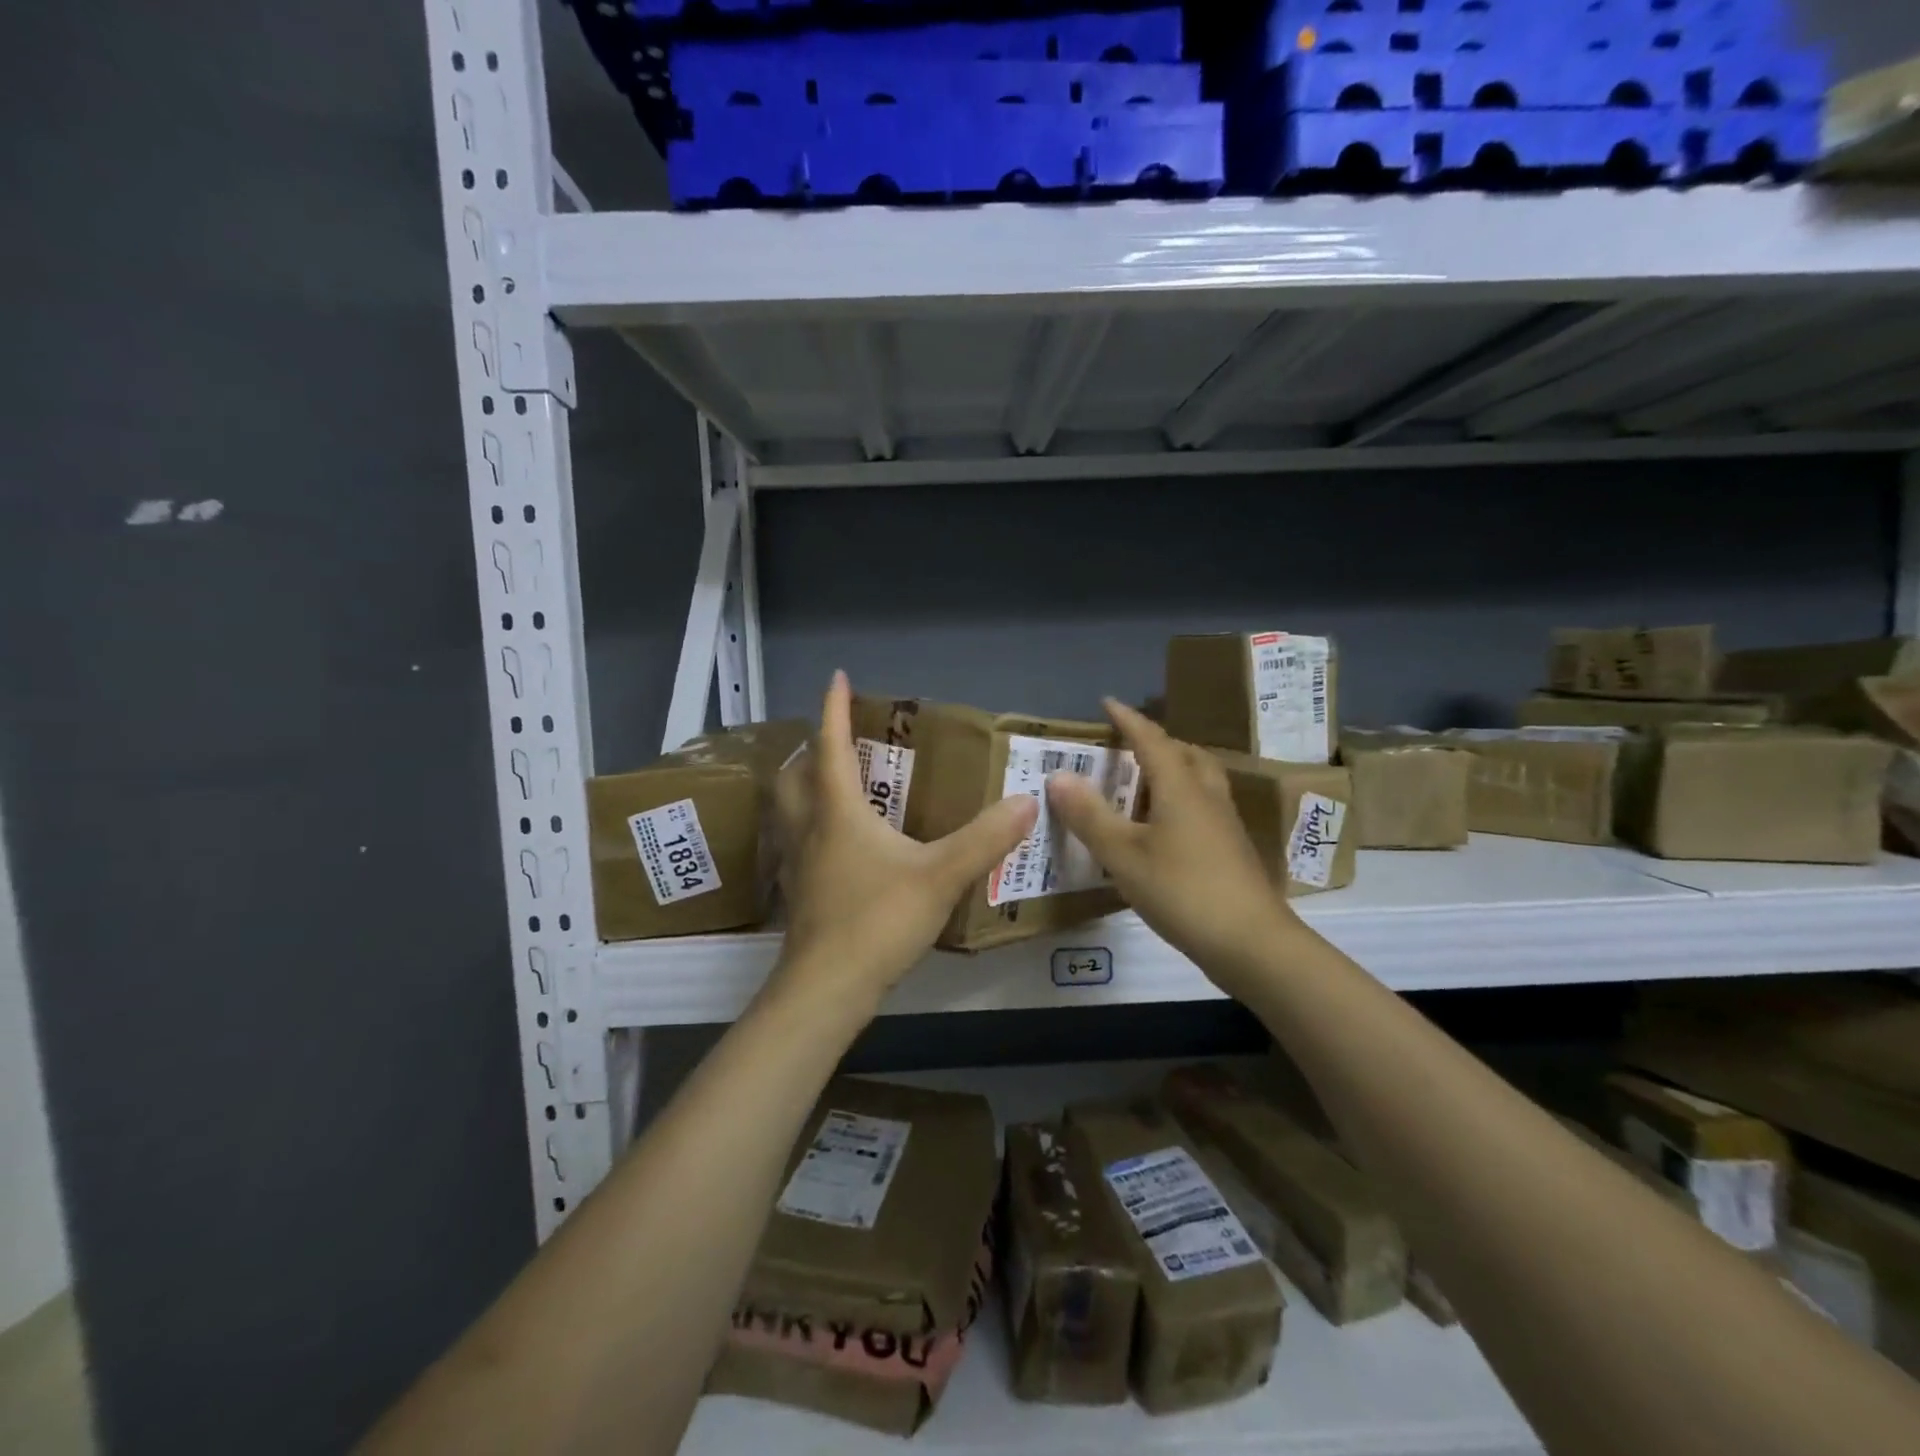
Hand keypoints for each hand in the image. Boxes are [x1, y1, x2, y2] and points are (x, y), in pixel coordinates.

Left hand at [767, 672, 1038, 1017]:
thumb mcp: (940, 876)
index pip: (830, 746)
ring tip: (834, 785)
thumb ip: (985, 839)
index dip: (833, 709)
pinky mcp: (800, 894)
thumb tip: (1026, 802)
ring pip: (788, 810)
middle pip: (794, 775)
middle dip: (810, 749)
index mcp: (837, 811)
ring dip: (804, 787)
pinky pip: (797, 843)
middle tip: (836, 740)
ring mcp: (798, 864)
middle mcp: (809, 829)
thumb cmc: (877, 921)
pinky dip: (810, 827)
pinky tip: (838, 846)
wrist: (826, 989)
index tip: (837, 677)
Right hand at [1046, 699, 1300, 994]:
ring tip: (1142, 783)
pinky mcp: (1230, 849)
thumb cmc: (1182, 890)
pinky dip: (1179, 800)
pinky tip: (1162, 828)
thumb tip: (1058, 775)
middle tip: (1126, 747)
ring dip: (1172, 770)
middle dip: (1155, 742)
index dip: (1127, 719)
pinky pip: (1202, 805)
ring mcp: (1224, 823)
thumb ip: (1089, 815)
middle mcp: (1206, 795)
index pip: (1150, 739)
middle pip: (1184, 754)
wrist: (1252, 943)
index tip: (1107, 702)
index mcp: (1180, 786)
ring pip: (1198, 780)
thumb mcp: (1123, 854)